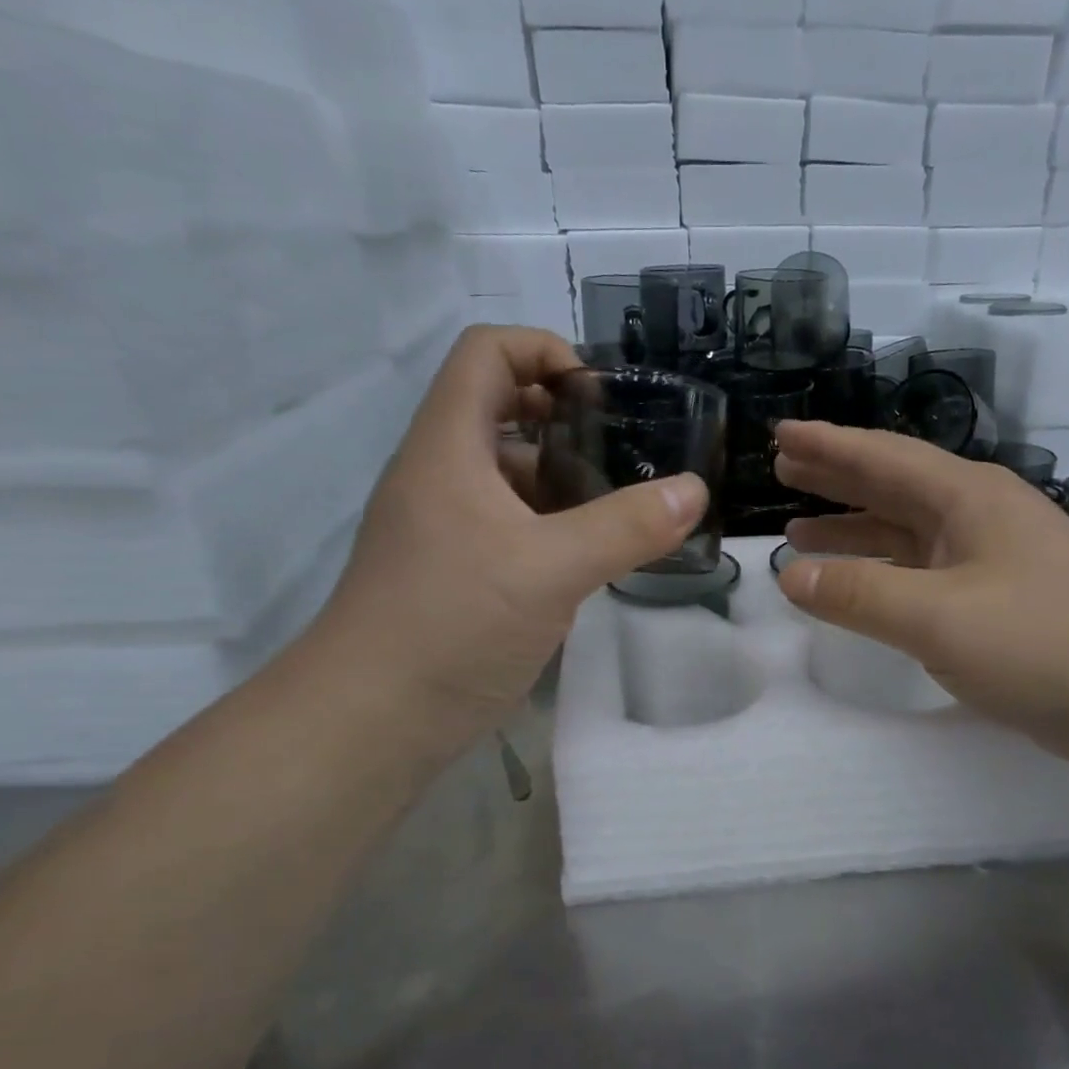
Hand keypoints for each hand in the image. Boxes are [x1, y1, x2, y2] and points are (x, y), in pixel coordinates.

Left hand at [313, 326, 707, 741]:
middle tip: (625, 451)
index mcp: (448, 447)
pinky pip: (509, 525)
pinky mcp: (456, 572)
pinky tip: (590, 557)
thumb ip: (627, 527)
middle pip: (499, 409)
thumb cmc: (453, 623)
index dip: (544, 350)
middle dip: (565, 418)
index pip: (487, 353)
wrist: (373, 718)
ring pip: (508, 475)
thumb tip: (694, 490)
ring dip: (563, 478)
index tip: (601, 396)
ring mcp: (445, 527)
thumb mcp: (550, 569)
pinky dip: (551, 525)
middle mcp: (441, 475)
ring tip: (621, 505)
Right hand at [774, 420, 1068, 771]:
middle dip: (836, 477)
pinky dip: (884, 571)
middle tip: (783, 468)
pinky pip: (923, 570)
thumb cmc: (1041, 643)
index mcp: (968, 497)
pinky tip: (860, 583)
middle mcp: (980, 515)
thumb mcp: (938, 617)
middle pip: (894, 485)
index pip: (883, 457)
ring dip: (854, 529)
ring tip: (799, 531)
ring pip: (907, 531)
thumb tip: (788, 575)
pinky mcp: (999, 598)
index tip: (780, 433)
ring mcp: (993, 557)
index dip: (828, 445)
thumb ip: (858, 594)